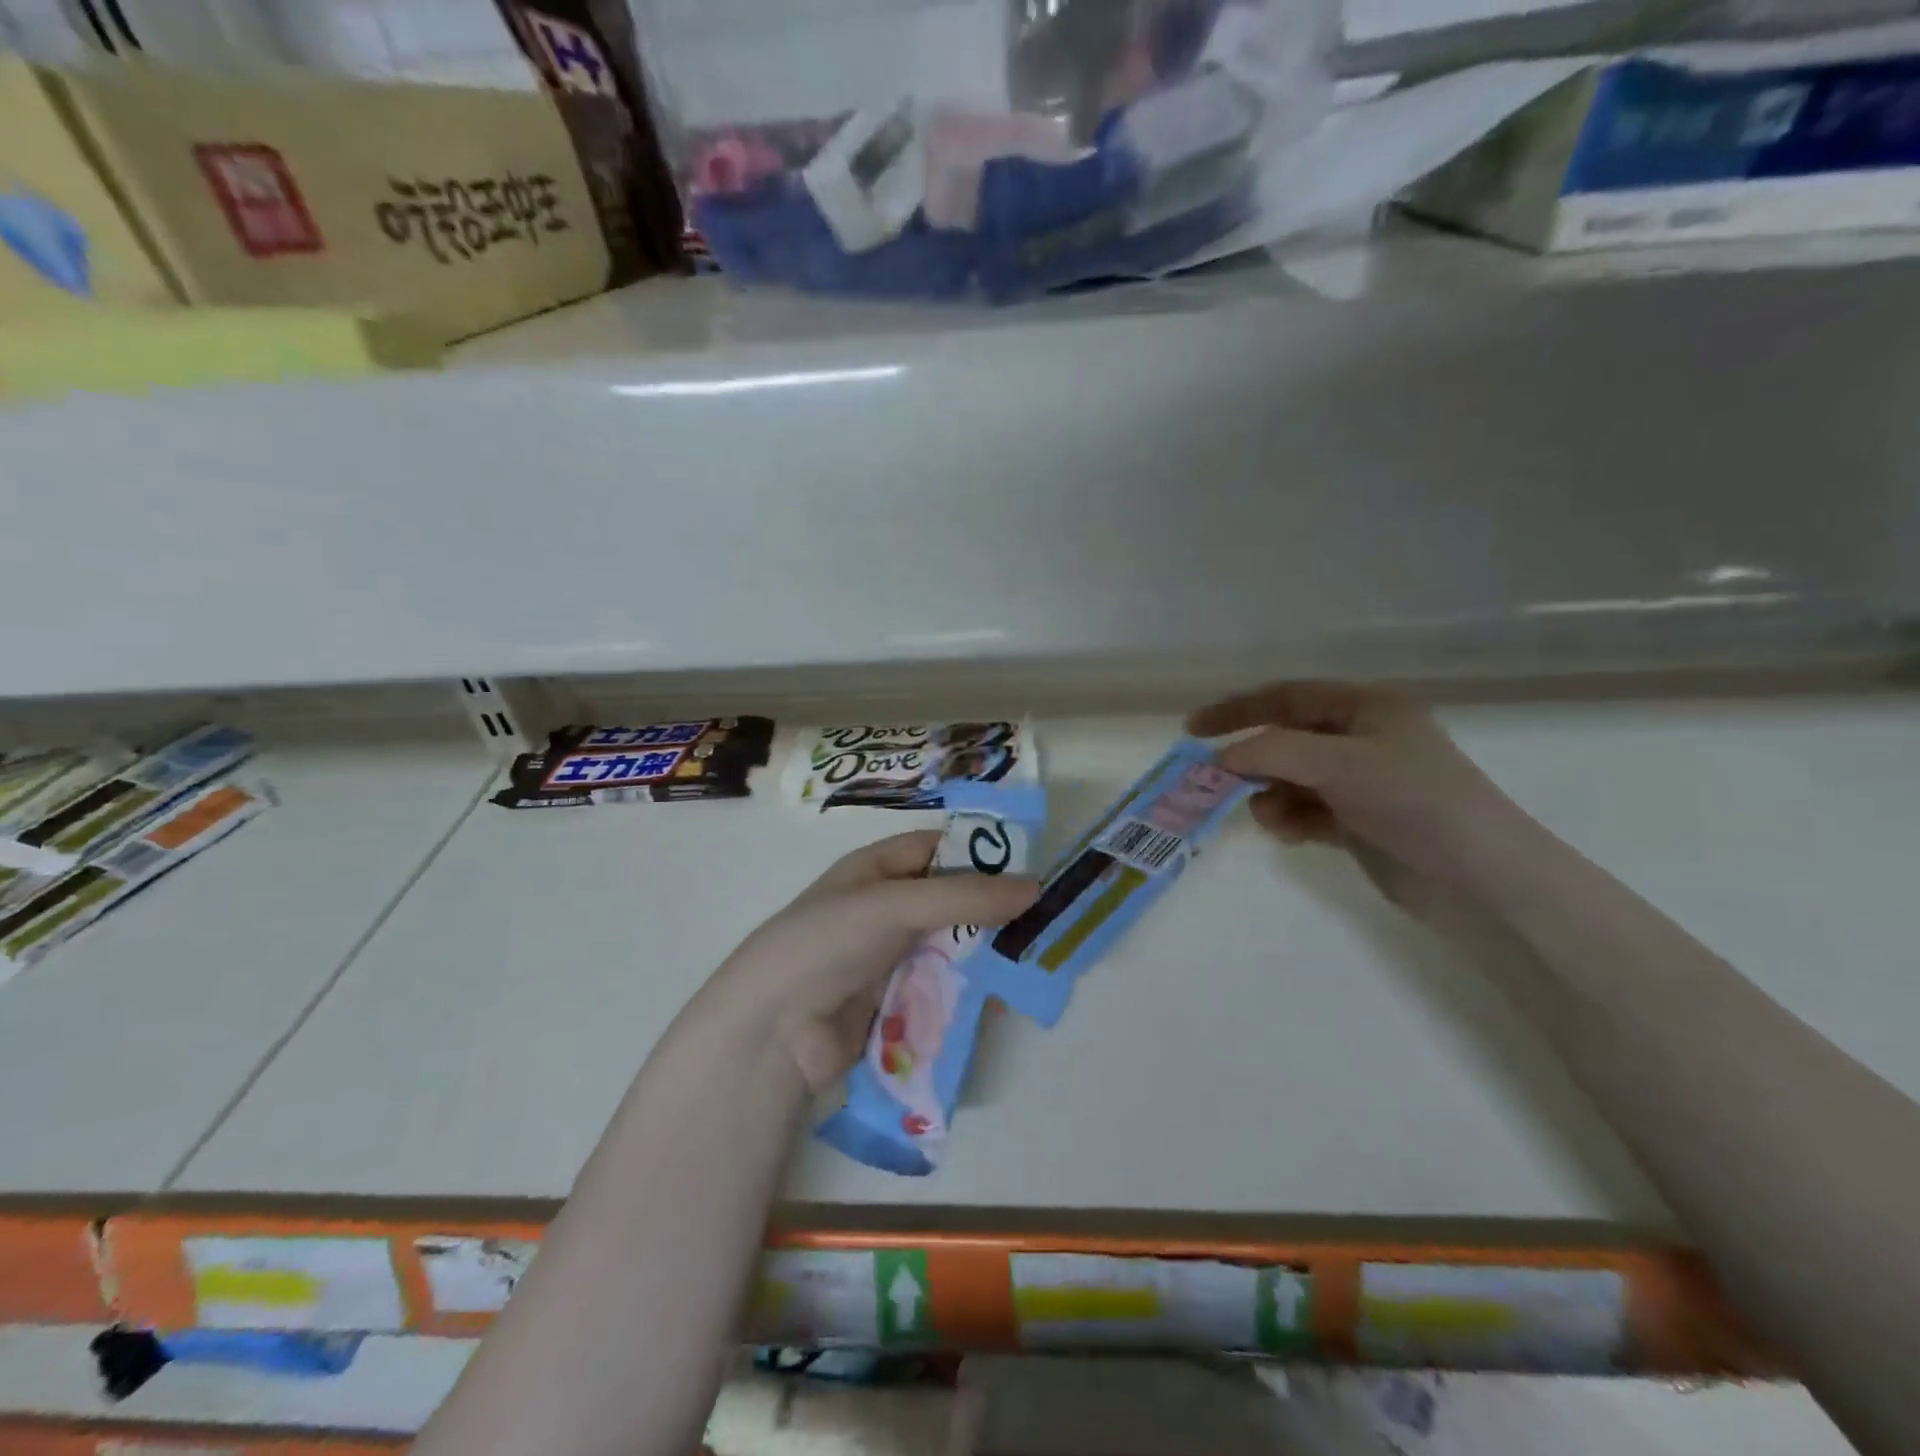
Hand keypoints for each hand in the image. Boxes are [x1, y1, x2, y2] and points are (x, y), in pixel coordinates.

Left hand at [709, 831, 1036, 1091]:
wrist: (774, 1029)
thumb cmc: (828, 941)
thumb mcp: (895, 905)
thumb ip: (965, 896)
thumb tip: (1035, 887)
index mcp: (877, 870)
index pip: (938, 848)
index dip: (982, 852)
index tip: (1032, 866)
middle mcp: (886, 908)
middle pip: (951, 901)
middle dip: (992, 911)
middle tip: (1043, 921)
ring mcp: (891, 957)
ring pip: (953, 948)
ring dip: (986, 956)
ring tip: (1032, 963)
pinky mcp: (897, 1003)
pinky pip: (944, 989)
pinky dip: (970, 993)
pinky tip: (1000, 1001)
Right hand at [1187, 682, 1534, 923]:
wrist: (1478, 878)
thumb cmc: (1412, 800)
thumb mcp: (1338, 763)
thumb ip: (1272, 751)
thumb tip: (1221, 758)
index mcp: (1366, 708)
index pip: (1287, 697)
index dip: (1237, 710)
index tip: (1192, 729)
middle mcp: (1362, 740)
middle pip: (1286, 740)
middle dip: (1255, 761)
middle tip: (1220, 783)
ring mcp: (1361, 783)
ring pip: (1292, 779)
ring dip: (1272, 795)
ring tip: (1273, 818)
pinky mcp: (1359, 822)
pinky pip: (1306, 811)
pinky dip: (1291, 818)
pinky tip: (1291, 833)